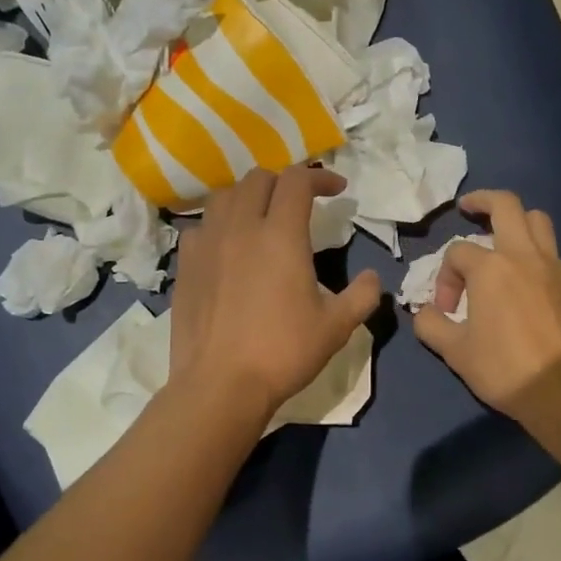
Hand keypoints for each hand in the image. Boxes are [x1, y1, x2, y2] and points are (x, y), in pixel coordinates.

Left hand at [169, 167, 381, 424]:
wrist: (220, 384)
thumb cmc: (283, 352)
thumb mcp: (337, 327)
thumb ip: (362, 295)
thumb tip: (374, 278)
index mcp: (280, 234)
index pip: (297, 180)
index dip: (320, 176)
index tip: (336, 189)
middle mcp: (241, 227)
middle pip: (258, 179)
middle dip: (284, 182)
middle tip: (300, 203)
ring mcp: (207, 243)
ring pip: (224, 196)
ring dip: (248, 196)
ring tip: (261, 216)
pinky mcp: (185, 264)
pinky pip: (201, 227)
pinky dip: (219, 225)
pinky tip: (227, 246)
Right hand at [413, 191, 560, 418]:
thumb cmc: (504, 368)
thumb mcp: (455, 351)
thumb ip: (431, 325)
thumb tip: (423, 312)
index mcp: (491, 268)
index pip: (458, 252)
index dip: (445, 276)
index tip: (447, 309)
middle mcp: (523, 255)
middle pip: (505, 205)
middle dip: (482, 200)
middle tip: (467, 208)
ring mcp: (552, 266)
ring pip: (537, 219)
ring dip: (515, 219)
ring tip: (499, 235)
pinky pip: (550, 249)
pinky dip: (533, 247)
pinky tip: (522, 272)